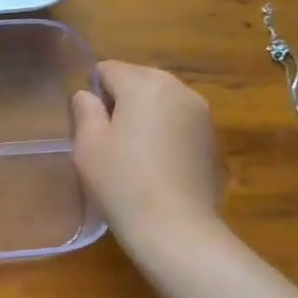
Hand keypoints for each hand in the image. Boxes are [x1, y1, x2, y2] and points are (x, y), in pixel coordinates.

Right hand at [71, 61, 224, 259]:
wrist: (176, 228)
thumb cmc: (122, 182)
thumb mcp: (88, 146)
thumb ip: (85, 112)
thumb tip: (86, 96)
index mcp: (145, 84)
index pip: (109, 69)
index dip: (92, 91)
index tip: (87, 123)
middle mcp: (178, 89)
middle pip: (139, 80)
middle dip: (120, 100)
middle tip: (106, 138)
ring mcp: (201, 114)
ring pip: (161, 101)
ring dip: (144, 116)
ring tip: (130, 152)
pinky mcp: (211, 138)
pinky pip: (178, 122)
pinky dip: (164, 132)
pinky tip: (154, 164)